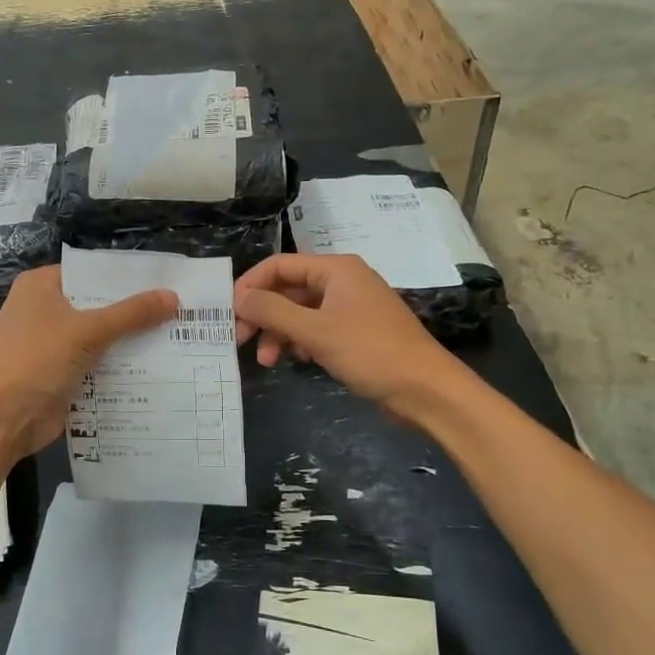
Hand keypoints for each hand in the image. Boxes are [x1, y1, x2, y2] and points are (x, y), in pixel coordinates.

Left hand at [0, 266, 176, 458]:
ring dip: (131, 342)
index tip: (167, 281)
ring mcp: (52, 344)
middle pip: (99, 305)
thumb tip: (174, 297)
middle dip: (135, 312)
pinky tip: (157, 368)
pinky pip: (97, 364)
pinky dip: (119, 367)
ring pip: (100, 337)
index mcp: (42, 286)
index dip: (128, 278)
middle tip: (181, 310)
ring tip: (178, 337)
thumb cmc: (36, 360)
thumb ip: (131, 314)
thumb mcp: (87, 331)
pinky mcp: (60, 374)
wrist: (0, 420)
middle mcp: (45, 310)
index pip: (93, 272)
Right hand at [234, 254, 461, 416]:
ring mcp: (350, 307)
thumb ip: (272, 311)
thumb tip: (238, 298)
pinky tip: (297, 360)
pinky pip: (317, 328)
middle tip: (241, 340)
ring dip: (279, 332)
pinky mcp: (356, 331)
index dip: (251, 285)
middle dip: (263, 314)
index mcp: (336, 269)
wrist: (425, 389)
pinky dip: (301, 341)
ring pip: (300, 312)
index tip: (229, 312)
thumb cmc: (370, 352)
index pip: (280, 265)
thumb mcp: (315, 331)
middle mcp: (342, 281)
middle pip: (289, 289)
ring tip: (266, 360)